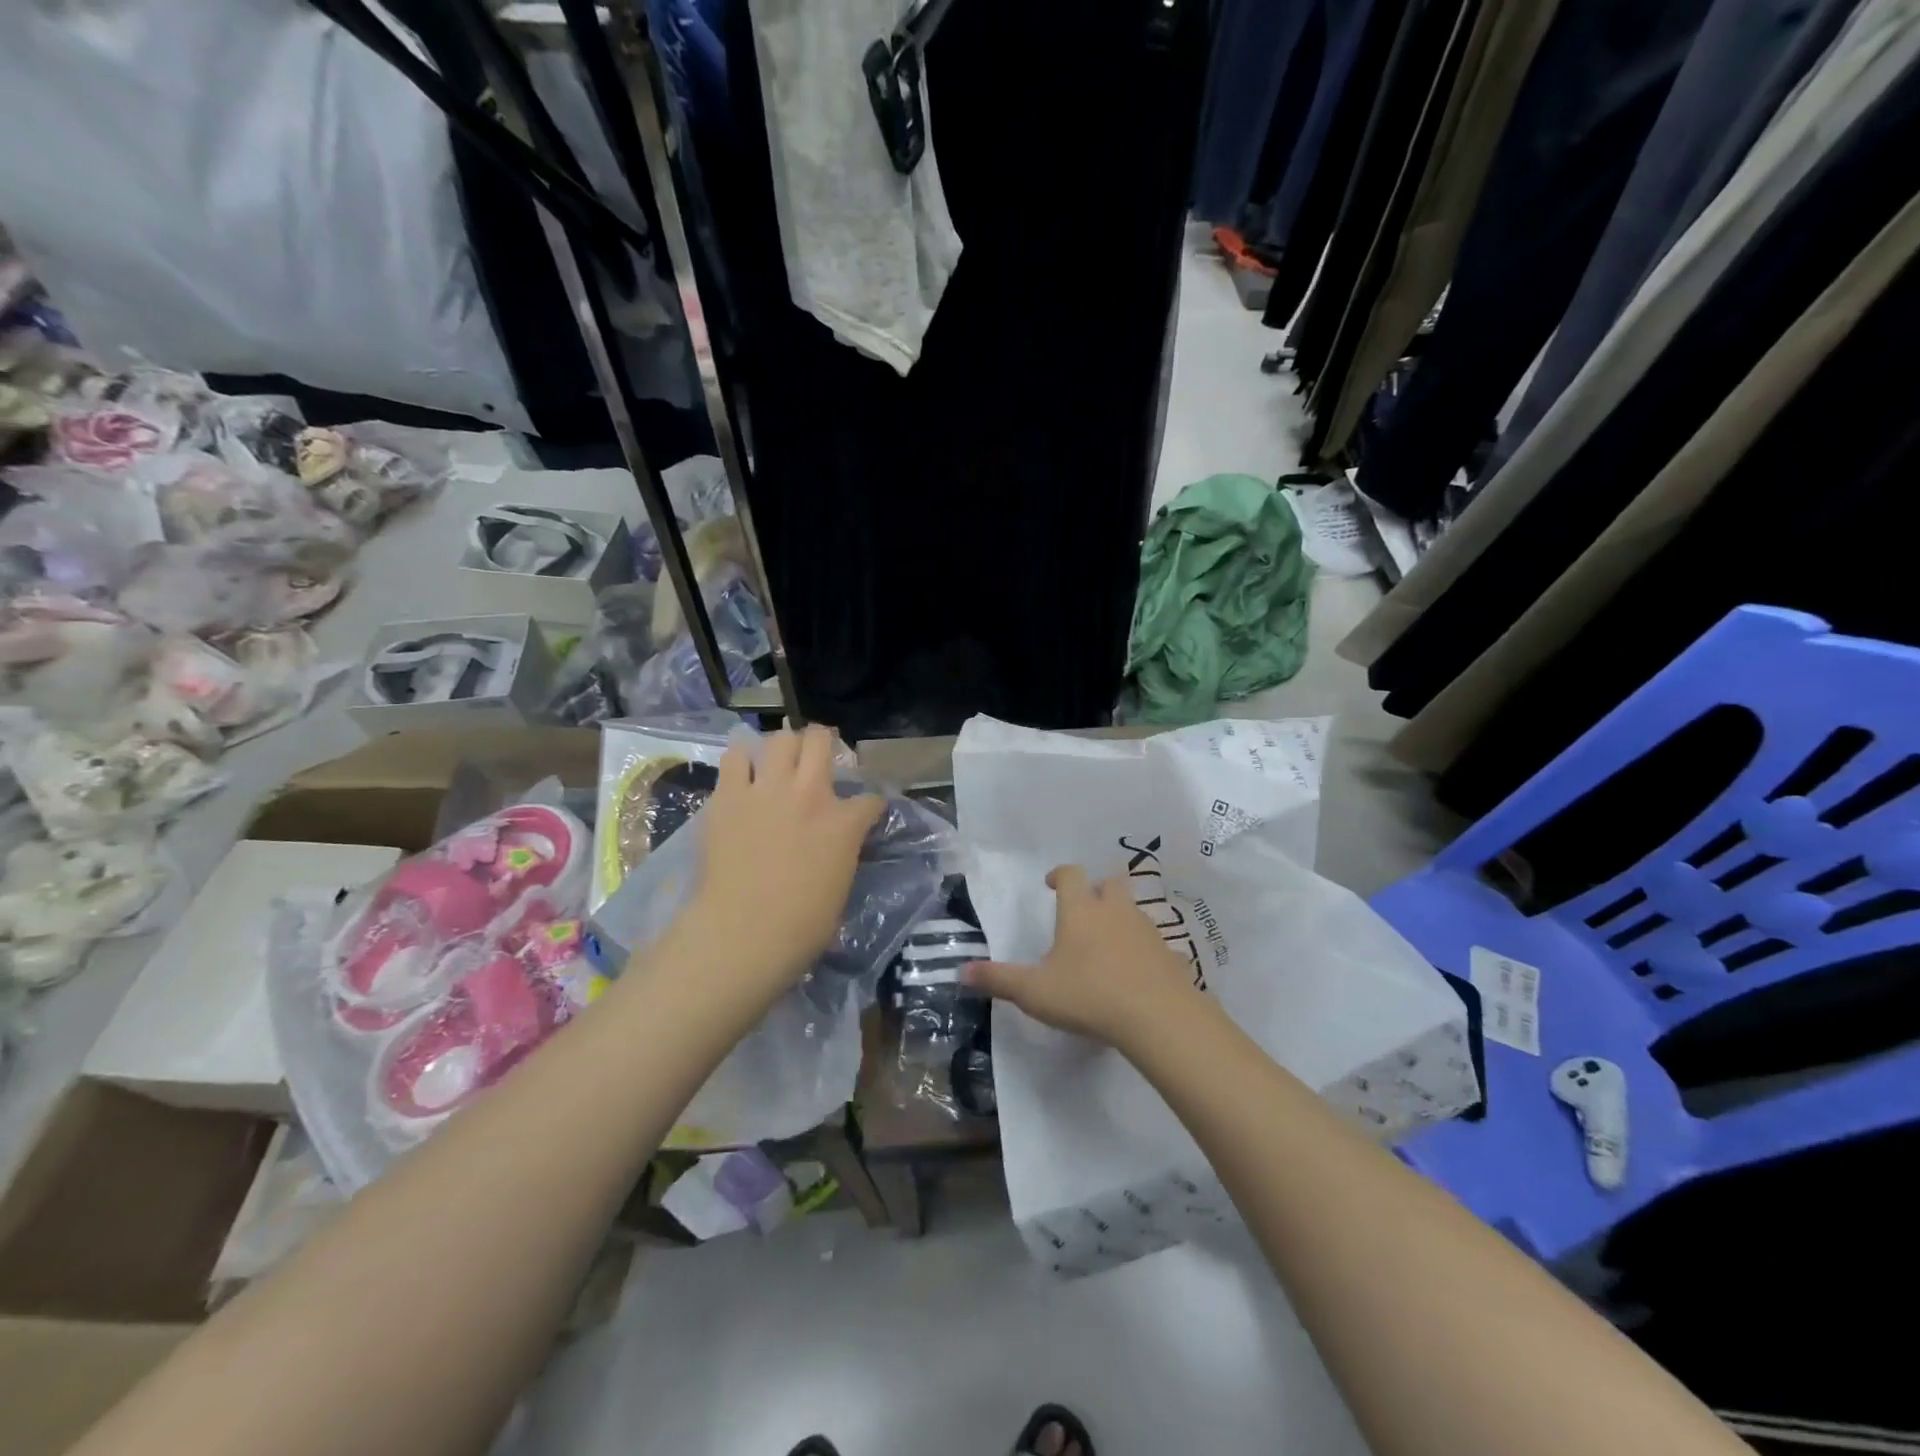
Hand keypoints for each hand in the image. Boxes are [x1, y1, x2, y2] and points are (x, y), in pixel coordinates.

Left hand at [681, 724, 883, 1016]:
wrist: (742, 932)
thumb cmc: (801, 926)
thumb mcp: (841, 885)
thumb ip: (843, 852)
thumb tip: (837, 844)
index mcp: (844, 823)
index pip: (871, 799)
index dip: (871, 805)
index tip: (867, 811)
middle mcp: (810, 794)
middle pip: (821, 740)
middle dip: (825, 743)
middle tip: (819, 758)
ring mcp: (767, 790)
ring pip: (780, 739)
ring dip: (785, 746)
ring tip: (781, 760)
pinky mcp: (728, 795)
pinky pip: (735, 757)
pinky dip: (742, 758)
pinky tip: (744, 768)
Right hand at [964, 864, 1201, 1047]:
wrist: (1157, 1016)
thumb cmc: (1088, 995)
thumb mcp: (1034, 992)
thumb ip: (998, 980)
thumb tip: (961, 971)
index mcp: (1081, 911)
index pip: (1071, 874)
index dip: (1060, 874)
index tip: (1051, 884)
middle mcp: (1115, 911)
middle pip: (1110, 883)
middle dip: (1097, 890)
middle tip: (1083, 909)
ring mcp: (1147, 931)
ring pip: (1134, 910)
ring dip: (1121, 918)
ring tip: (1106, 945)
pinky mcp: (1169, 954)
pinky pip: (1155, 944)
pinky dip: (1144, 951)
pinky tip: (1136, 973)